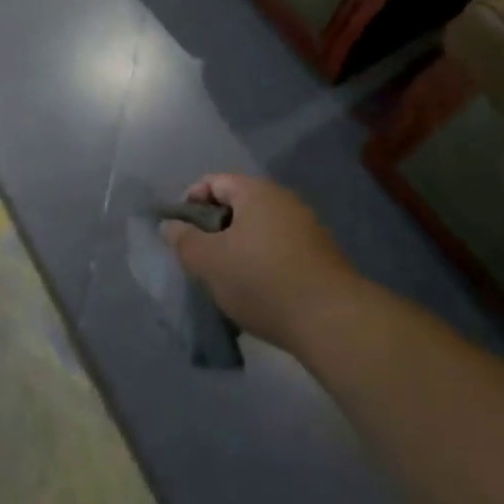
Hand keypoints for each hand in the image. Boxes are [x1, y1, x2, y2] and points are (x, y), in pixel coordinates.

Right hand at [161, 174, 363, 351]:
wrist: (333, 321)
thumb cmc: (262, 280)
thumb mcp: (209, 262)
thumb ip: (184, 241)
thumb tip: (170, 226)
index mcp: (255, 191)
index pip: (213, 182)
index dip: (190, 202)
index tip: (180, 233)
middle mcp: (283, 200)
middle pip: (237, 206)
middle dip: (215, 229)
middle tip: (200, 259)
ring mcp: (307, 228)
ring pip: (259, 230)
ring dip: (239, 249)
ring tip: (226, 280)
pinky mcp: (322, 257)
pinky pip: (280, 250)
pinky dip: (263, 264)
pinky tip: (258, 292)